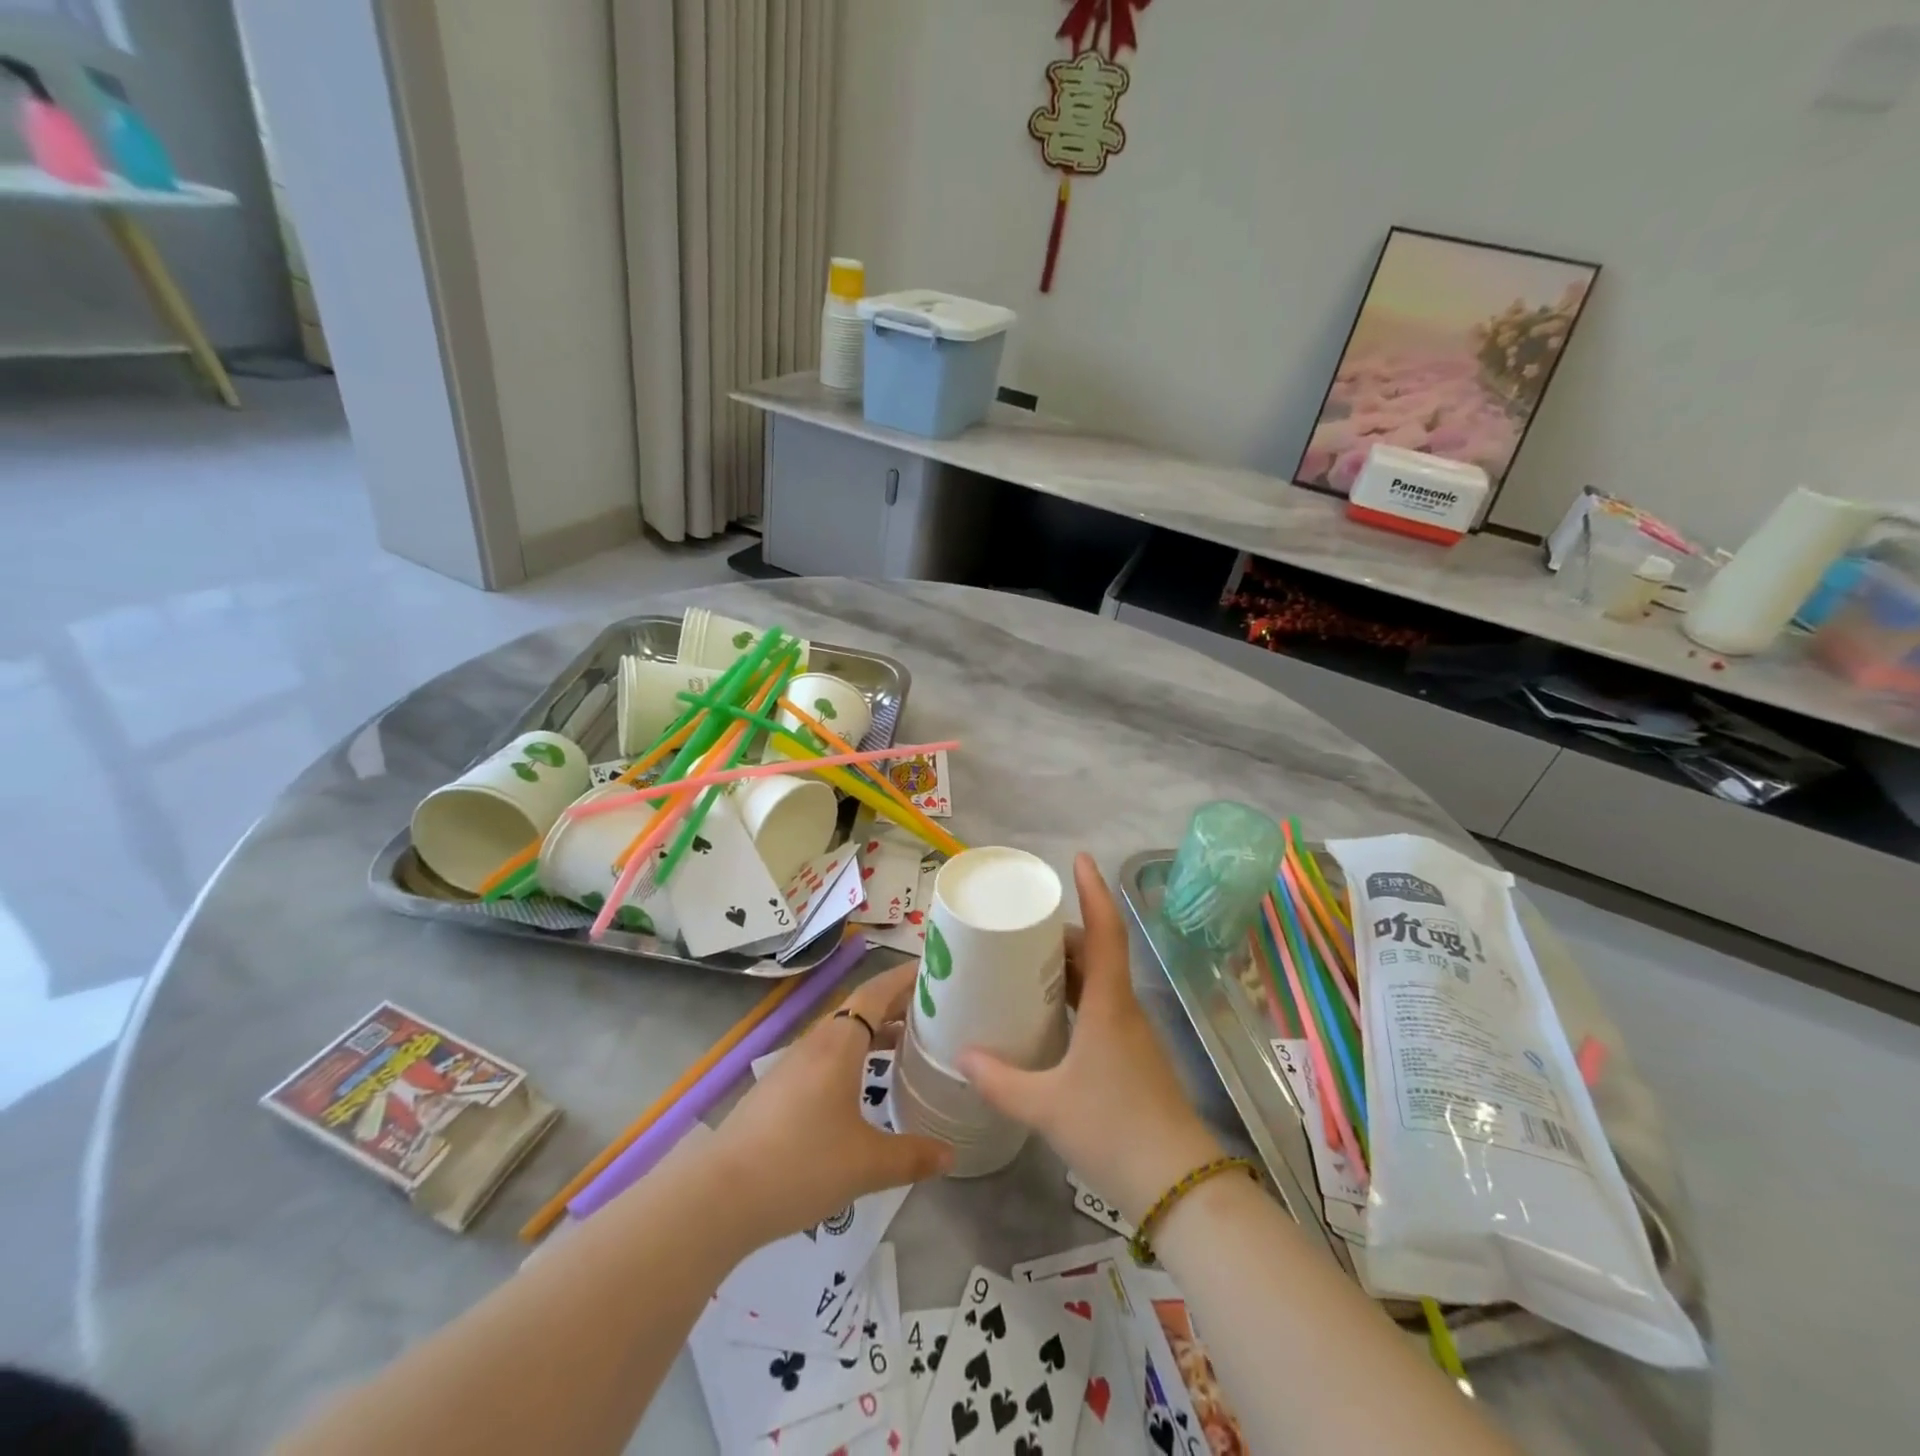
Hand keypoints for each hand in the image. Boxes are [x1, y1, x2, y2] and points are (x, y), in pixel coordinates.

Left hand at [711, 963, 952, 1245]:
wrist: (719, 1196)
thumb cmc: (800, 1164)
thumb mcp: (866, 1164)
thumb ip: (912, 1155)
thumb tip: (950, 1153)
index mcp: (839, 1043)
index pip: (877, 992)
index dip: (906, 978)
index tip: (938, 972)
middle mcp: (816, 1042)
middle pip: (861, 1008)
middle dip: (897, 1004)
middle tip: (936, 1011)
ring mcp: (793, 1064)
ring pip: (843, 1033)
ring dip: (875, 1031)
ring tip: (908, 1044)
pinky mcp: (780, 1088)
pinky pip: (827, 1055)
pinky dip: (855, 1054)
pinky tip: (865, 1084)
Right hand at [957, 854, 1224, 1222]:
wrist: (1179, 1187)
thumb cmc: (1114, 1130)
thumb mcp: (1046, 1107)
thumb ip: (1000, 1080)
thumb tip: (962, 1055)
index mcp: (1109, 1004)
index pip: (1105, 931)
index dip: (1094, 891)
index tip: (1079, 859)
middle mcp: (1124, 1009)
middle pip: (1097, 952)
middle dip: (1063, 932)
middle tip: (1021, 927)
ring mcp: (1132, 1034)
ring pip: (1100, 982)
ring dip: (1068, 966)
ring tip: (1025, 965)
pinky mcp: (1132, 1058)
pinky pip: (1101, 1008)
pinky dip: (1075, 997)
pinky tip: (1049, 1017)